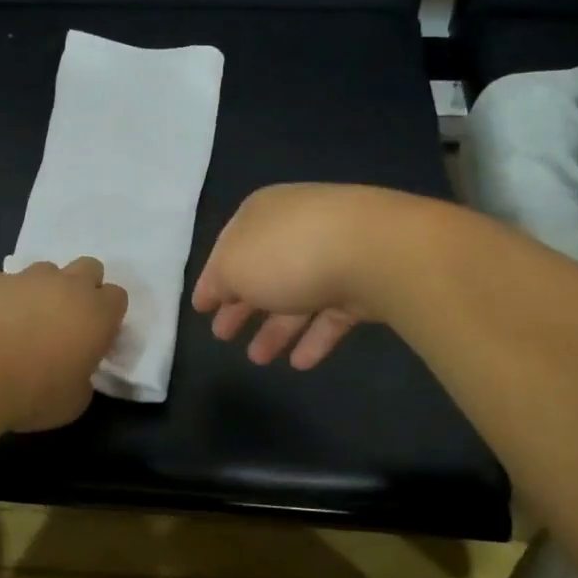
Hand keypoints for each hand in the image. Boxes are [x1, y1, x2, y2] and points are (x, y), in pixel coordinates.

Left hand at [0, 258, 128, 431]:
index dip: (107, 315)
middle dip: (83, 287)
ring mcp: (27, 278)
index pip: (118, 297)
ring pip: (46, 271)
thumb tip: (74, 371)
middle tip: (66, 321)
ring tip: (24, 322)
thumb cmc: (32, 393)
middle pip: (89, 268)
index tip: (94, 338)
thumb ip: (83, 378)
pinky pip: (8, 283)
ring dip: (44, 290)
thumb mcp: (73, 402)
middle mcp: (67, 286)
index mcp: (97, 313)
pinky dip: (6, 299)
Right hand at [193, 184, 423, 369]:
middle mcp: (296, 228)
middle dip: (242, 306)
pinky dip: (314, 336)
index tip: (201, 309)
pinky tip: (301, 363)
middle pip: (262, 272)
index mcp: (261, 214)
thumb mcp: (233, 267)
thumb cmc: (287, 254)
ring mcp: (334, 253)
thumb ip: (217, 282)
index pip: (228, 248)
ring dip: (275, 329)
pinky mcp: (364, 282)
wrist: (376, 252)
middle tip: (223, 336)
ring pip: (297, 295)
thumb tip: (212, 292)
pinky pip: (331, 312)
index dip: (213, 280)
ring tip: (259, 360)